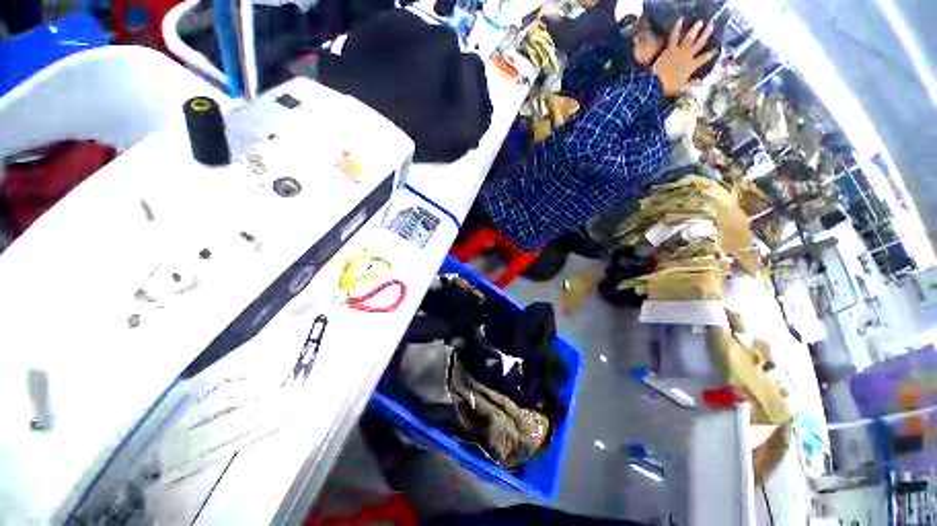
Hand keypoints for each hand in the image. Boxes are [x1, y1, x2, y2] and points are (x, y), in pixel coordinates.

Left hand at [651, 18, 718, 95]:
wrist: (656, 83)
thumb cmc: (668, 87)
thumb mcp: (681, 88)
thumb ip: (692, 85)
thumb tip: (702, 84)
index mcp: (692, 66)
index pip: (704, 59)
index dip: (710, 54)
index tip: (716, 49)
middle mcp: (688, 56)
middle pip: (699, 44)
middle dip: (706, 35)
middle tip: (712, 26)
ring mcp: (679, 51)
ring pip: (690, 38)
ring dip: (695, 29)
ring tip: (700, 22)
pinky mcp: (670, 48)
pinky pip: (674, 36)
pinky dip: (677, 27)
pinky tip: (680, 19)